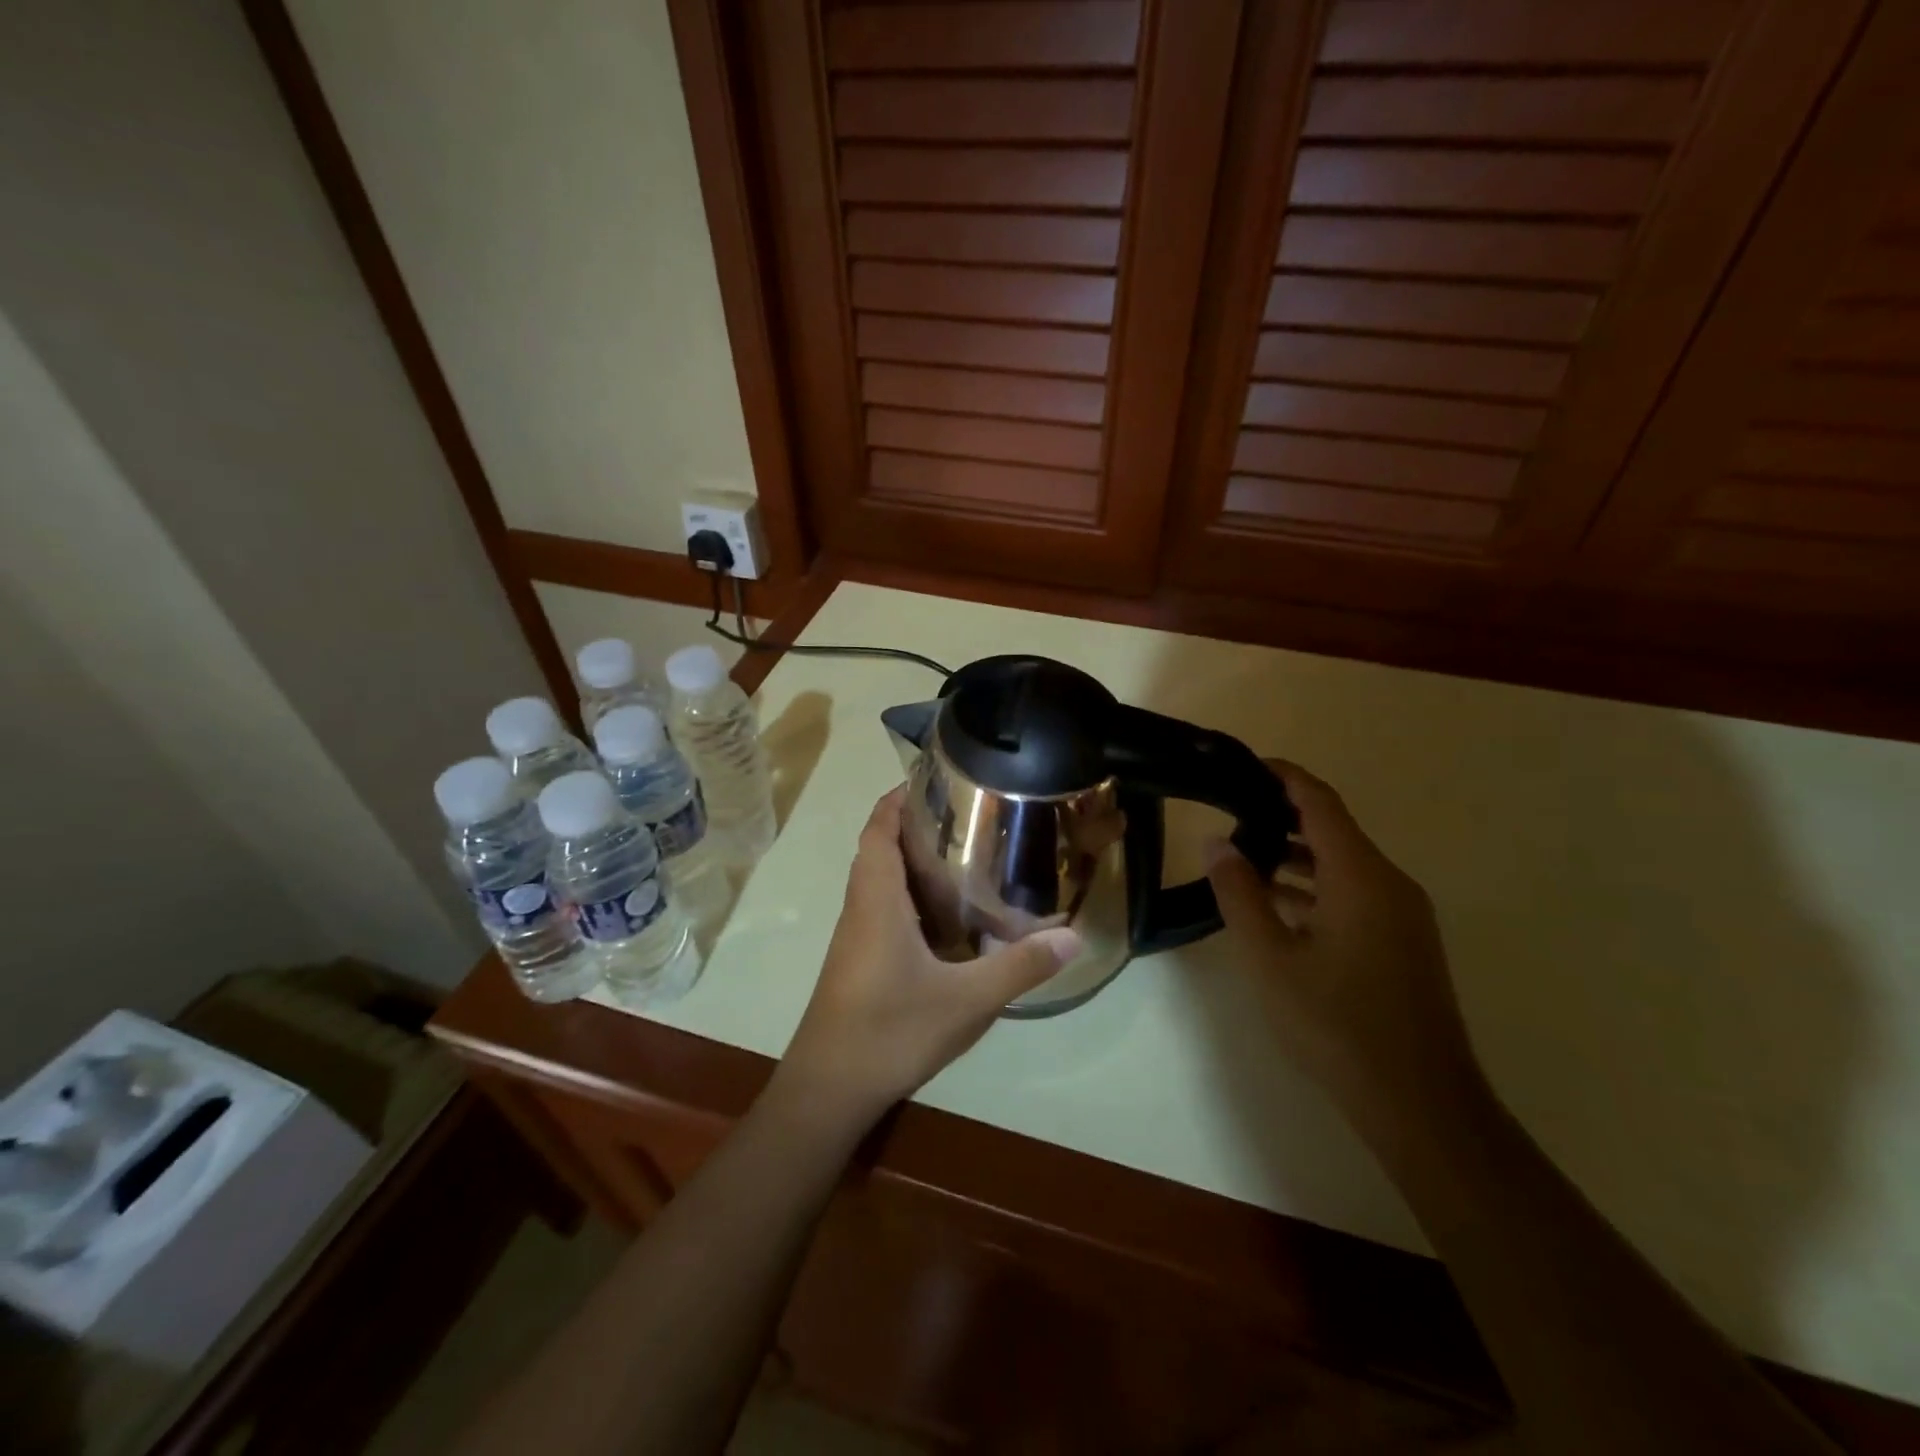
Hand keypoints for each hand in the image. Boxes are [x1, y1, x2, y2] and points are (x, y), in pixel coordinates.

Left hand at [779, 788, 1080, 1126]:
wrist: (829, 1089)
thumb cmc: (890, 1031)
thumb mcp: (966, 1000)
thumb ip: (1019, 966)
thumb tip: (1074, 936)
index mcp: (877, 900)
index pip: (878, 829)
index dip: (898, 798)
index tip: (935, 779)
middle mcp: (861, 908)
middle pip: (879, 848)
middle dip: (914, 824)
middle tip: (966, 815)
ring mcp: (856, 936)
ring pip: (879, 879)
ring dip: (910, 860)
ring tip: (964, 855)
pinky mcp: (858, 960)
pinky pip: (882, 908)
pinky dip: (908, 894)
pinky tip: (946, 916)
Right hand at [1206, 761, 1483, 1128]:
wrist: (1420, 1103)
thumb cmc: (1337, 1024)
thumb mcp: (1270, 958)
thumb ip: (1239, 894)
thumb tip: (1215, 843)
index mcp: (1361, 876)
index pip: (1320, 802)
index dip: (1283, 776)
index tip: (1244, 765)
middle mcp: (1390, 884)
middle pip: (1333, 829)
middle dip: (1281, 815)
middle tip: (1229, 812)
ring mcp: (1403, 915)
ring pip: (1344, 864)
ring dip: (1296, 855)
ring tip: (1243, 856)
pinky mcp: (1404, 943)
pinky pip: (1355, 893)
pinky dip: (1316, 887)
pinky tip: (1278, 907)